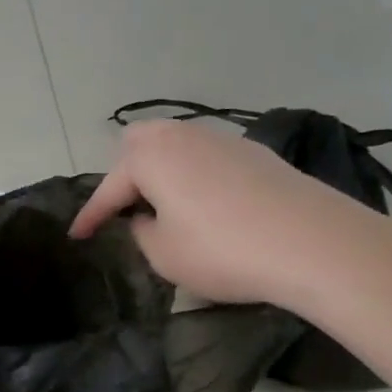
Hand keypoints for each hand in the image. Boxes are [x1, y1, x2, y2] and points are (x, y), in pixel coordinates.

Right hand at [70, 121, 355, 306]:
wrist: (314, 243)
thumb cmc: (223, 250)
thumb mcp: (163, 254)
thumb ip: (141, 232)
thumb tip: (145, 218)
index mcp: (151, 156)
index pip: (108, 188)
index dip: (90, 216)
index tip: (77, 236)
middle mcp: (183, 136)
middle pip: (140, 143)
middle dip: (124, 174)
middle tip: (124, 209)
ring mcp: (224, 140)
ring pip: (177, 146)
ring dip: (161, 172)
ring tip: (163, 207)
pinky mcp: (256, 154)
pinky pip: (207, 158)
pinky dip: (193, 176)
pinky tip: (205, 205)